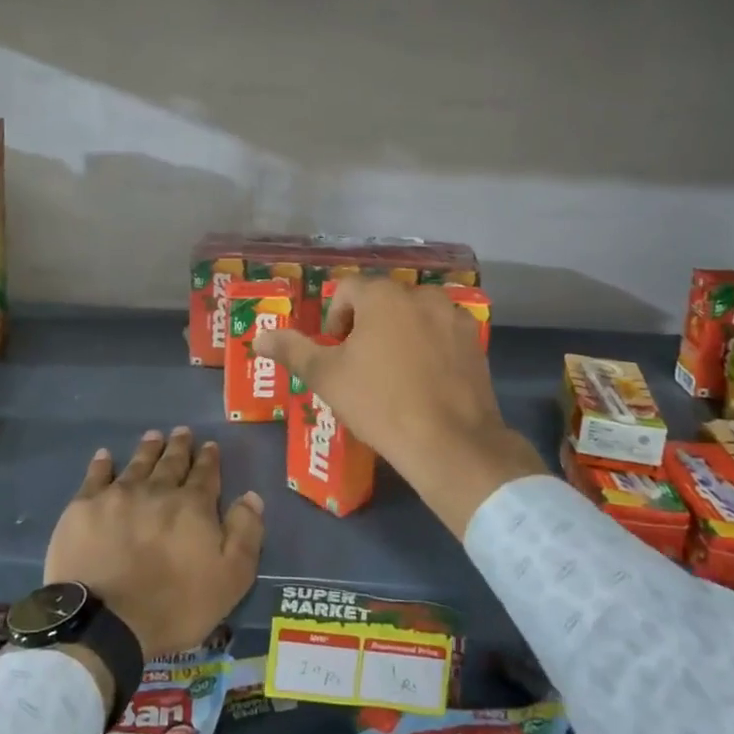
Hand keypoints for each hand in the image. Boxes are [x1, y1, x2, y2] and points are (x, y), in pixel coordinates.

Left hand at [44, 427, 264, 663]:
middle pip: (171, 462)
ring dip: (148, 448)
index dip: (209, 459)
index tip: (209, 445)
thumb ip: (245, 534)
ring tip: (153, 435)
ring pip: (138, 463)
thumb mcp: (230, 579)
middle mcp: (157, 490)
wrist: (105, 622)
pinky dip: (102, 463)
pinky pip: (96, 475)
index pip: (205, 475)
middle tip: (182, 431)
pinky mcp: (84, 507)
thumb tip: (251, 496)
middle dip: (179, 446)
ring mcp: (118, 495)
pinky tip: (105, 455)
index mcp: (192, 506)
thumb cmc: (174, 607)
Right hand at [255, 279, 543, 537]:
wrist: (451, 443)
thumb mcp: (326, 377)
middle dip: (366, 326)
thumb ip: (291, 350)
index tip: (335, 354)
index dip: (334, 320)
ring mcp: (452, 316)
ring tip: (393, 374)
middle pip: (382, 300)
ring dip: (398, 333)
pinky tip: (424, 381)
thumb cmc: (380, 403)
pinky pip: (440, 332)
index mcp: (382, 296)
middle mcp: (420, 294)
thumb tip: (258, 338)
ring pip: (413, 315)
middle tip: (360, 366)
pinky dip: (428, 346)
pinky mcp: (475, 340)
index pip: (347, 290)